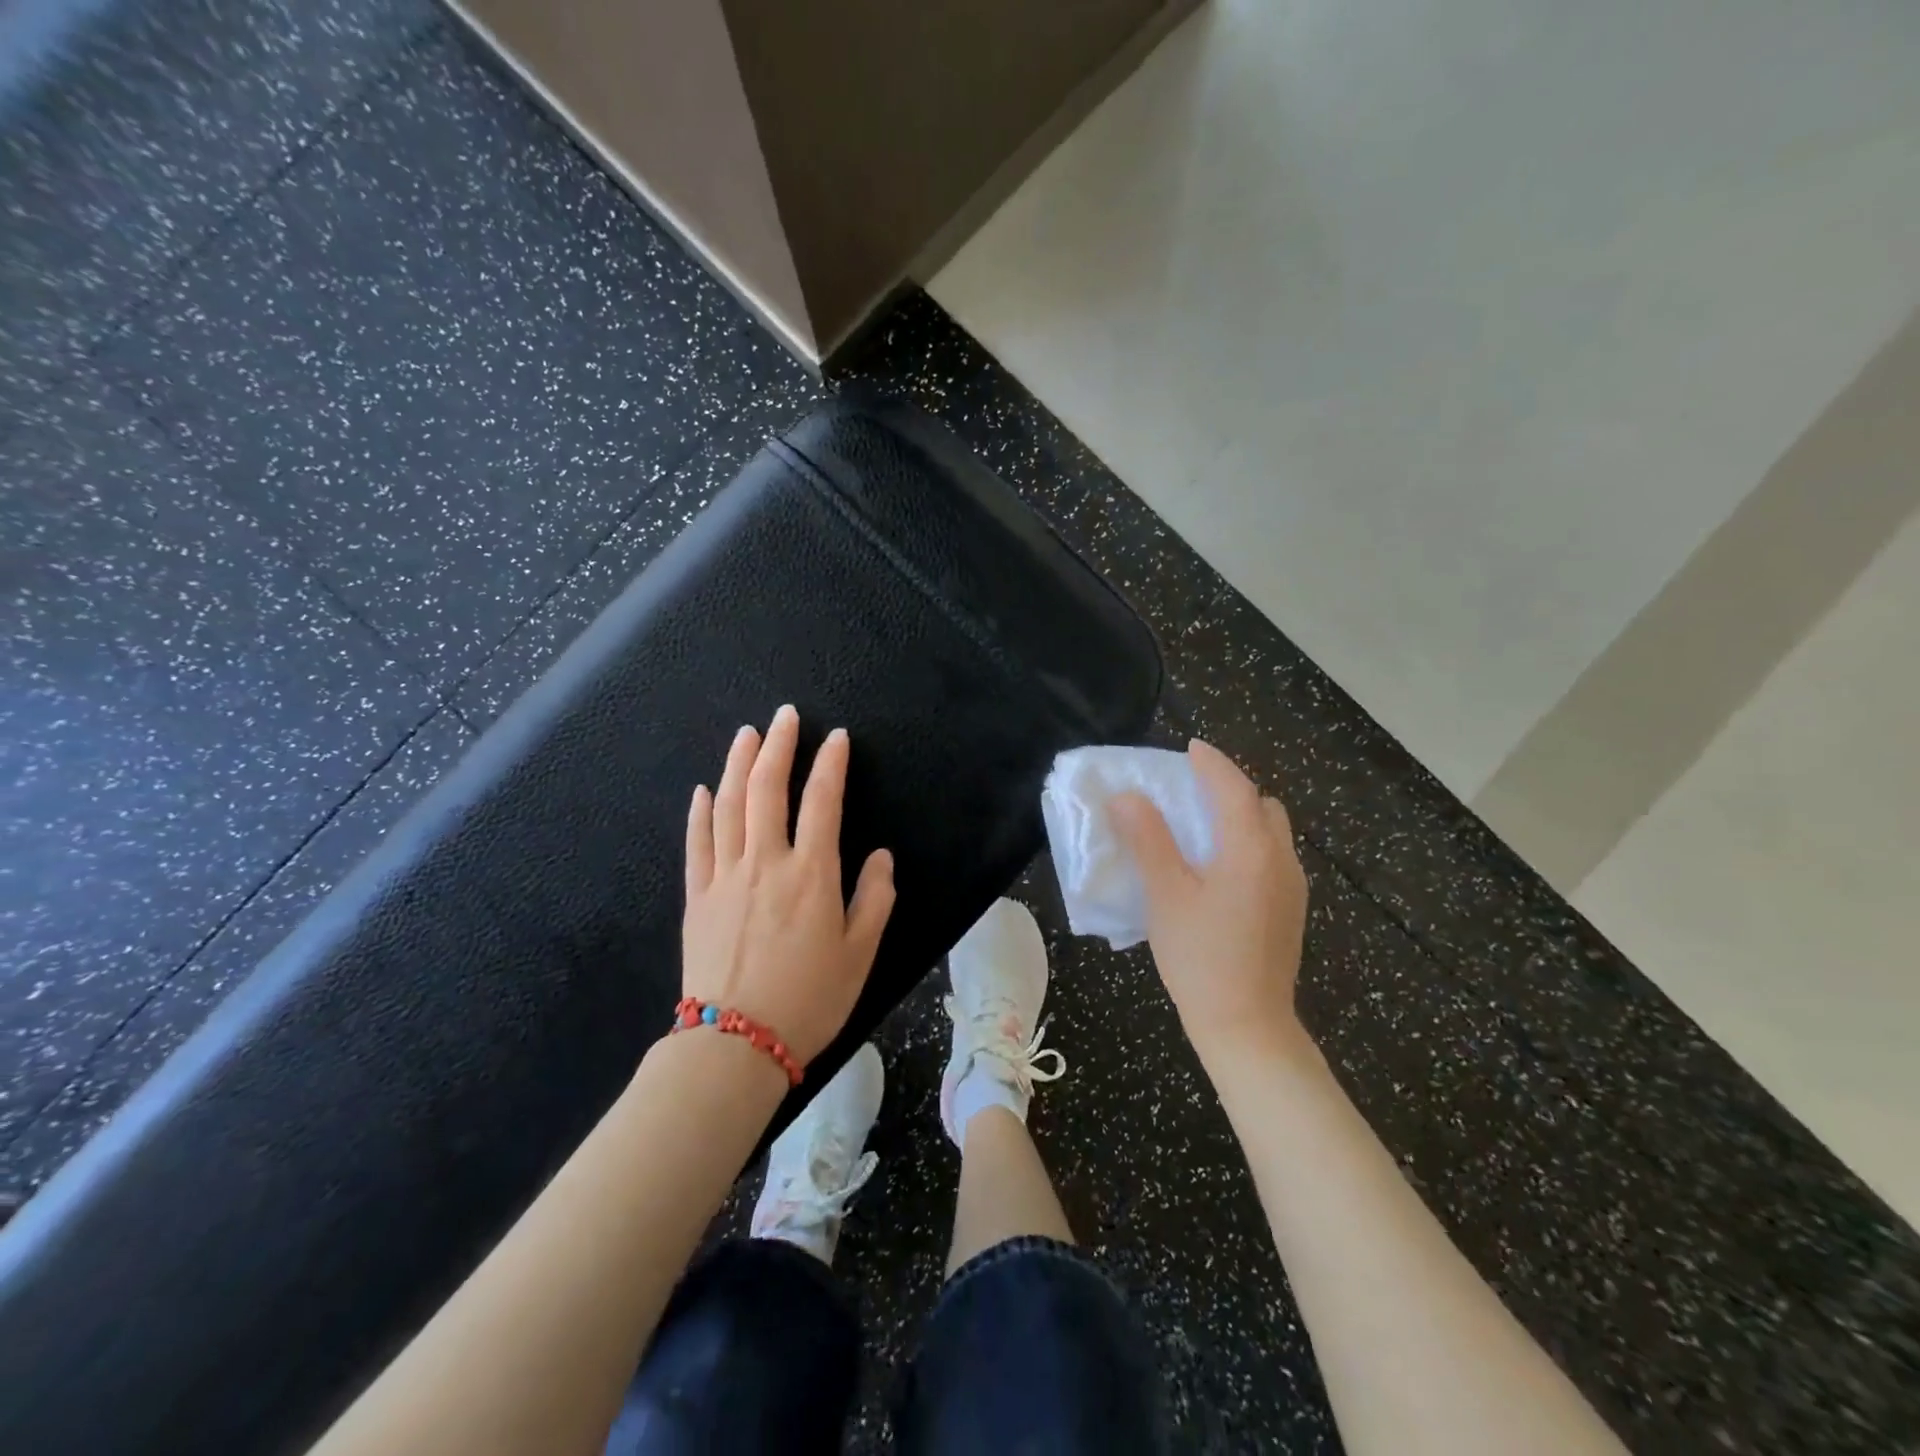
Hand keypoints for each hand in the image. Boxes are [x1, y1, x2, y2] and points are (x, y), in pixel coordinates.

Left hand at [683, 705, 895, 1067]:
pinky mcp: (696, 896)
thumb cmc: (809, 999)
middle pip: (768, 789)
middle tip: (785, 715)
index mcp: (811, 874)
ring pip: (730, 806)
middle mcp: (766, 862)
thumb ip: (874, 899)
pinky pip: (697, 843)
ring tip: (747, 734)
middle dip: (778, 746)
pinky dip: (700, 812)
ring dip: (739, 764)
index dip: (830, 764)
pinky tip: (704, 790)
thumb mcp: (860, 954)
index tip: (836, 738)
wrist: (734, 1045)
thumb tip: (880, 857)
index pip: (822, 802)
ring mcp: (724, 876)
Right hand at [1112, 739, 1310, 1067]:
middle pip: (1262, 805)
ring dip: (1241, 816)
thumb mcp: (1165, 895)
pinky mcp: (1292, 909)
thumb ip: (1148, 839)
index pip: (1234, 788)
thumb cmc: (1200, 957)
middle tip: (1191, 790)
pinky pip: (1272, 856)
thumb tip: (1127, 796)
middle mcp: (1281, 859)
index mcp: (1251, 850)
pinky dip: (1248, 842)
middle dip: (1230, 787)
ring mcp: (1292, 886)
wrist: (1248, 1026)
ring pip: (1271, 831)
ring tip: (1201, 826)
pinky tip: (1219, 867)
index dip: (1211, 763)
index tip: (1190, 747)